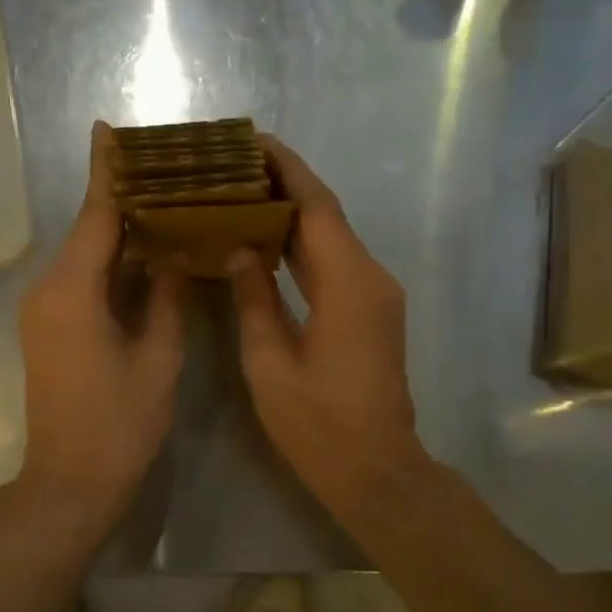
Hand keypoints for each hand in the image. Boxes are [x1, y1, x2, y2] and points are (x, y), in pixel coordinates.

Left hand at [17, 122, 186, 524]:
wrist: (70, 483)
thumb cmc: (120, 424)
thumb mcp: (158, 357)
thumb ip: (165, 297)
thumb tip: (171, 255)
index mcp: (74, 290)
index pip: (96, 216)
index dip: (107, 172)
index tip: (107, 129)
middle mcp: (49, 290)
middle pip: (89, 231)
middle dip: (122, 199)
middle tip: (164, 170)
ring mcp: (44, 310)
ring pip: (85, 256)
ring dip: (118, 233)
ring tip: (163, 204)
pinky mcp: (49, 328)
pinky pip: (81, 280)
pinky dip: (110, 263)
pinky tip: (144, 255)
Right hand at [230, 138, 426, 521]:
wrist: (376, 470)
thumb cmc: (317, 423)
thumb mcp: (270, 362)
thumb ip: (255, 297)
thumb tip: (240, 248)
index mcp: (347, 283)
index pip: (317, 206)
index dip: (286, 168)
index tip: (253, 141)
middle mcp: (370, 276)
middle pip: (327, 214)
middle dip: (285, 183)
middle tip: (235, 164)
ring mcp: (376, 294)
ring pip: (332, 236)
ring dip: (293, 212)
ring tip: (243, 191)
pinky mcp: (372, 310)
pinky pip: (336, 261)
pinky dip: (303, 244)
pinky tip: (268, 240)